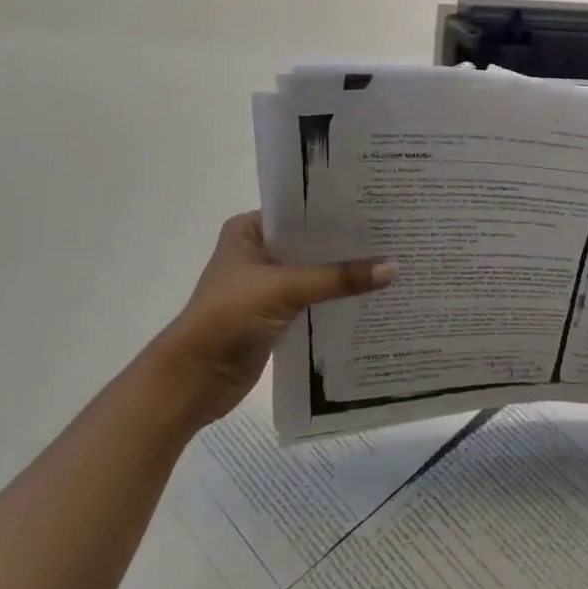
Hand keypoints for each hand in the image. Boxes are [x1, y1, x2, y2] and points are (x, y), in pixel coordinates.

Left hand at [155, 212, 394, 427]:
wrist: (193, 380)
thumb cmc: (228, 318)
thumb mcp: (285, 289)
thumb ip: (338, 278)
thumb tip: (393, 268)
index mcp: (249, 230)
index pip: (301, 212)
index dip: (337, 211)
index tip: (379, 207)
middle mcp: (258, 251)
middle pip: (311, 243)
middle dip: (347, 245)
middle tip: (394, 234)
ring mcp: (267, 285)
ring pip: (315, 272)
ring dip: (344, 274)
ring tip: (392, 262)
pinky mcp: (276, 315)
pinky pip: (314, 300)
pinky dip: (337, 299)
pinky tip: (371, 295)